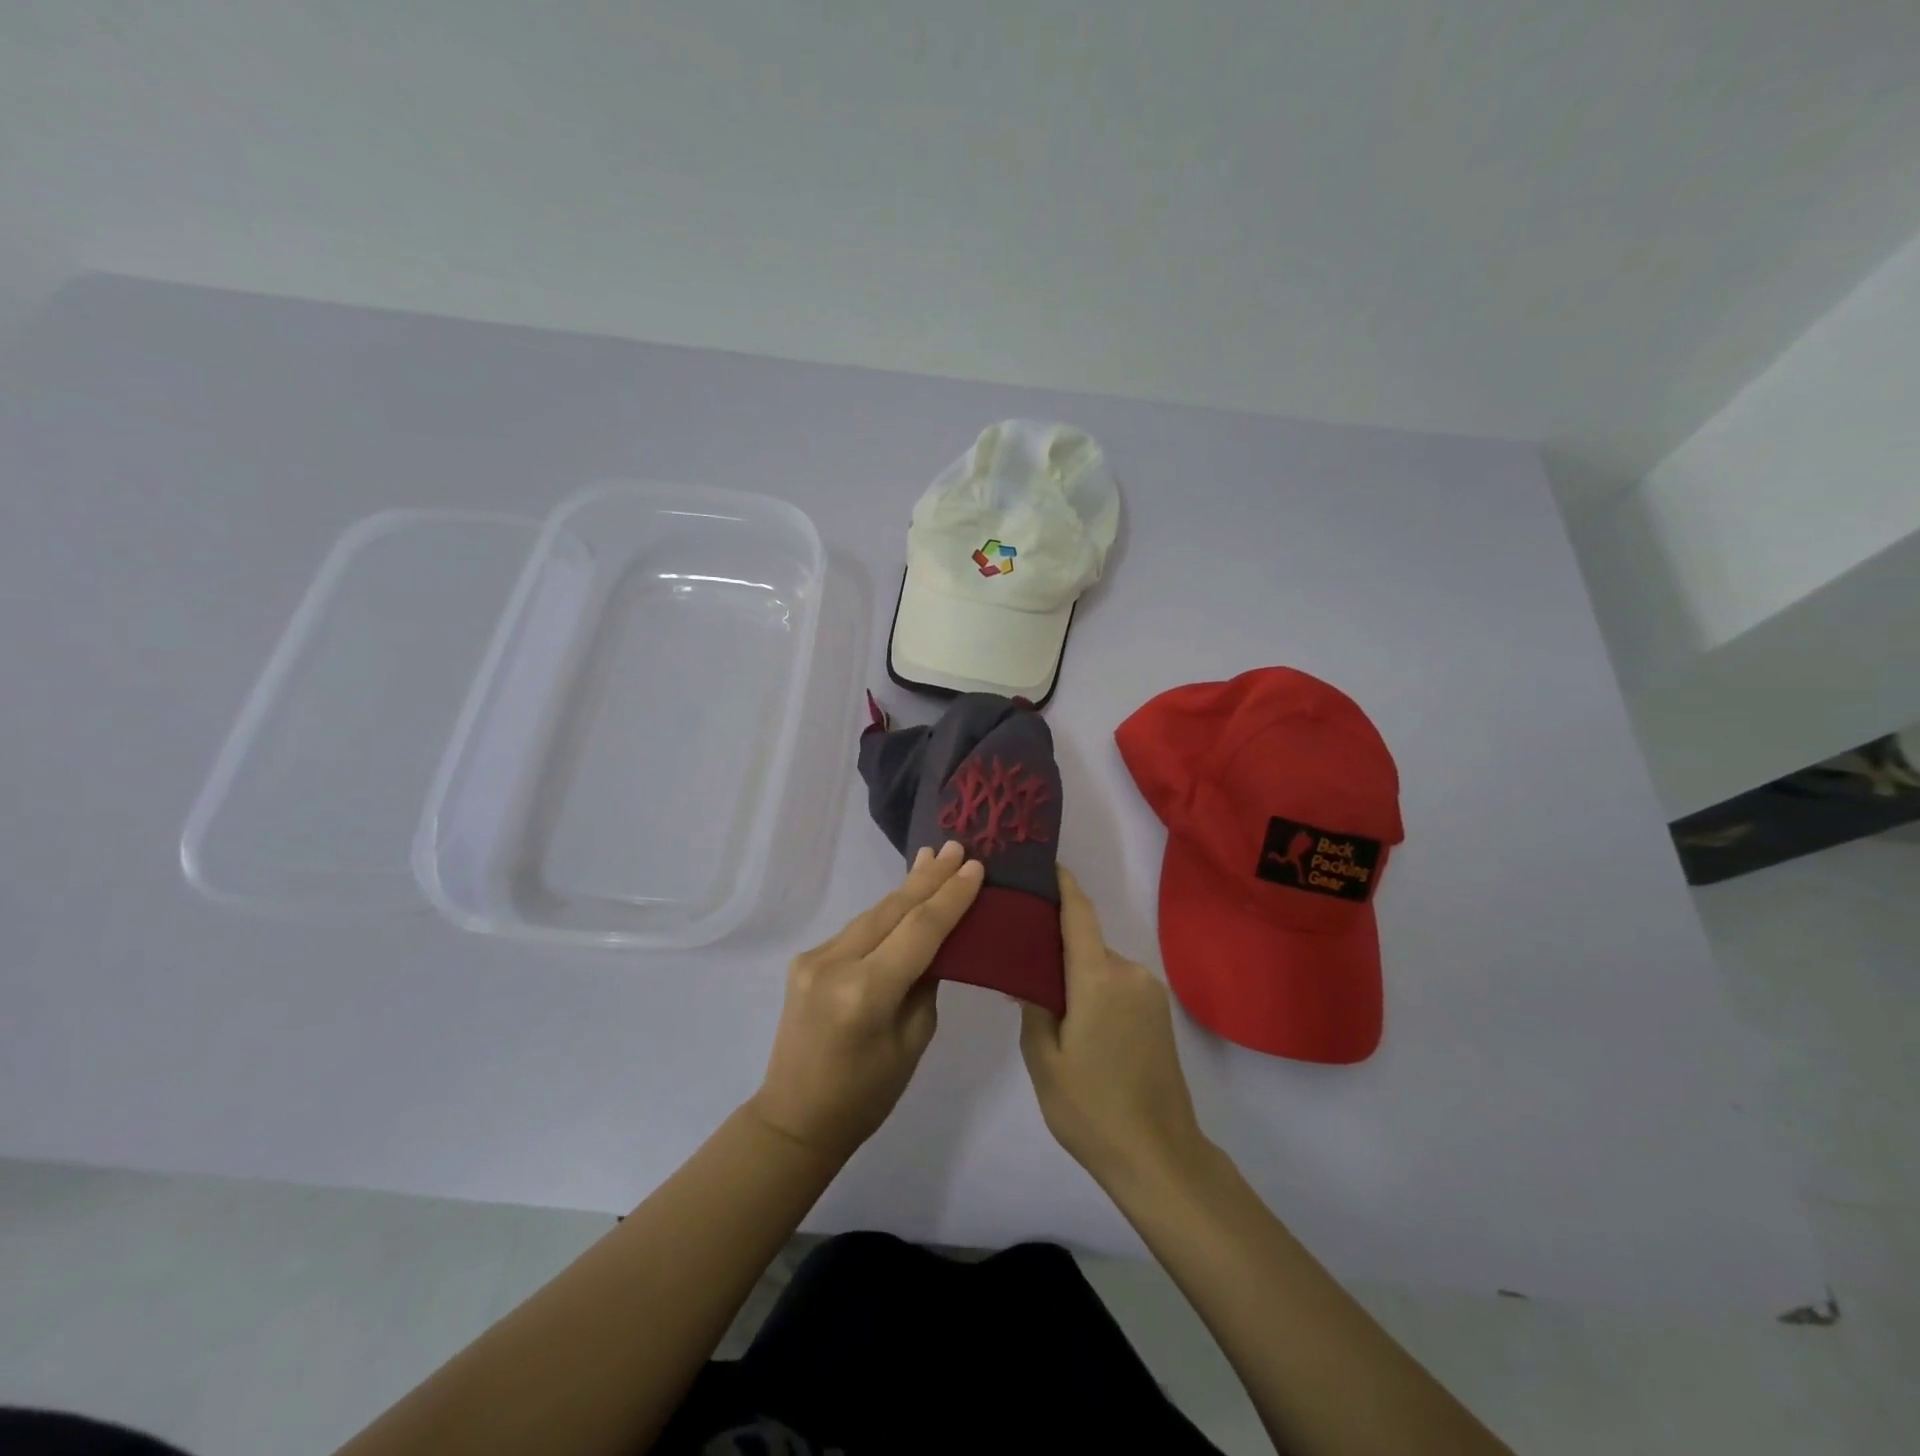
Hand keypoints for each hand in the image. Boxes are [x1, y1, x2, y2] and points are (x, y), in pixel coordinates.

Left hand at [749, 840, 983, 1162]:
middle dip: (928, 878)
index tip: (975, 866)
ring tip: (932, 859)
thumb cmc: (866, 1095)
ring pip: (872, 915)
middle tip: (955, 845)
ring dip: (906, 889)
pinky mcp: (805, 960)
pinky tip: (903, 897)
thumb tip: (937, 942)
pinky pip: (857, 930)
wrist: (795, 1117)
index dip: (950, 897)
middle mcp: (834, 964)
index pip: (919, 931)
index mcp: (865, 993)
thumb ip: (925, 983)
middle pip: (891, 910)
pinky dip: (884, 914)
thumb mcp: (913, 1041)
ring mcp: (814, 958)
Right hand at [1020, 866, 1206, 1189]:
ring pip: (1101, 966)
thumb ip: (1034, 1005)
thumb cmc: (1091, 1109)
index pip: (1078, 915)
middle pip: (1086, 943)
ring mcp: (1150, 992)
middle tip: (1021, 959)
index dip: (1062, 885)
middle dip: (1057, 945)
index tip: (1044, 864)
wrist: (1160, 1156)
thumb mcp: (1044, 1059)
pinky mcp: (1160, 1012)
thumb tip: (1031, 974)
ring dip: (1076, 974)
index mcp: (1098, 979)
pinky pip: (1118, 985)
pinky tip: (1077, 1020)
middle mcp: (1129, 973)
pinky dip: (1095, 989)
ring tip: (1046, 1000)